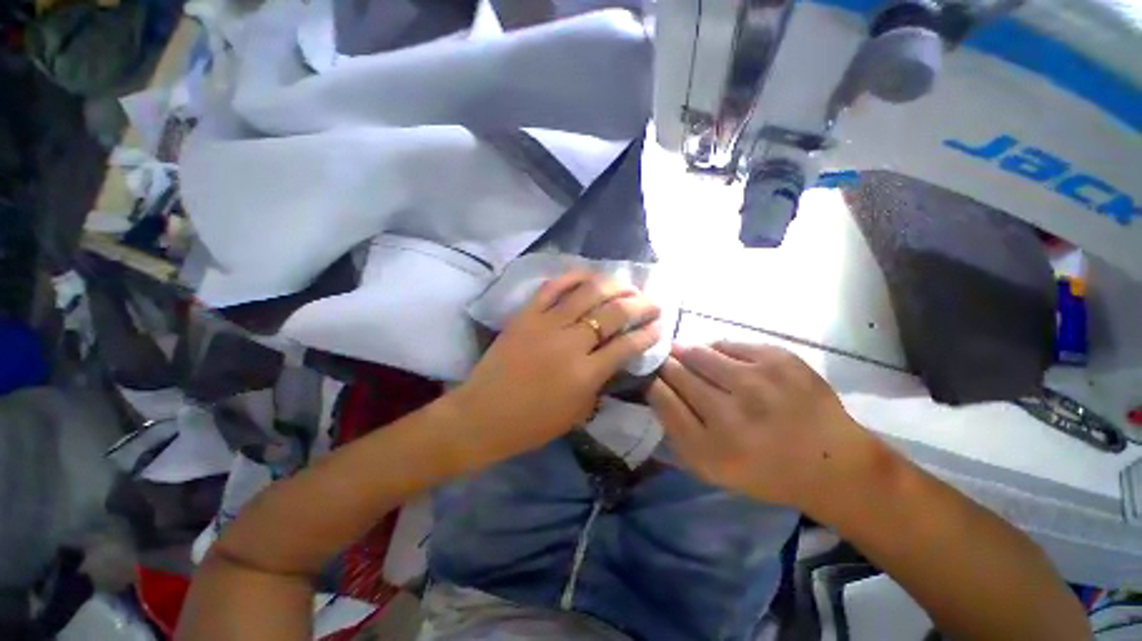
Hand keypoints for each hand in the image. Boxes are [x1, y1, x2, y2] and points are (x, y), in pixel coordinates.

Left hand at [450, 270, 660, 466]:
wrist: (482, 415)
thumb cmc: (532, 424)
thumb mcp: (577, 413)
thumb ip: (600, 383)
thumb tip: (614, 358)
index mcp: (586, 373)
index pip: (627, 345)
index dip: (648, 333)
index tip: (659, 326)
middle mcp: (570, 343)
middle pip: (614, 313)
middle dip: (640, 304)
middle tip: (652, 302)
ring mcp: (546, 324)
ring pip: (588, 292)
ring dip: (614, 285)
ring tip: (627, 285)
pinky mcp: (526, 315)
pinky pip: (553, 287)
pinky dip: (573, 277)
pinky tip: (589, 276)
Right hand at [649, 342, 875, 510]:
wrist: (833, 463)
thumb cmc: (763, 471)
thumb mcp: (711, 467)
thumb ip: (675, 430)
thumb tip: (654, 387)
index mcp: (710, 448)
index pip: (661, 397)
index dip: (651, 382)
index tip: (650, 378)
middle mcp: (730, 413)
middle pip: (676, 372)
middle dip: (665, 365)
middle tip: (665, 363)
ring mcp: (756, 382)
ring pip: (697, 352)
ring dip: (685, 353)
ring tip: (687, 356)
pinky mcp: (778, 360)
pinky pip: (727, 344)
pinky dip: (716, 350)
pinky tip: (721, 360)